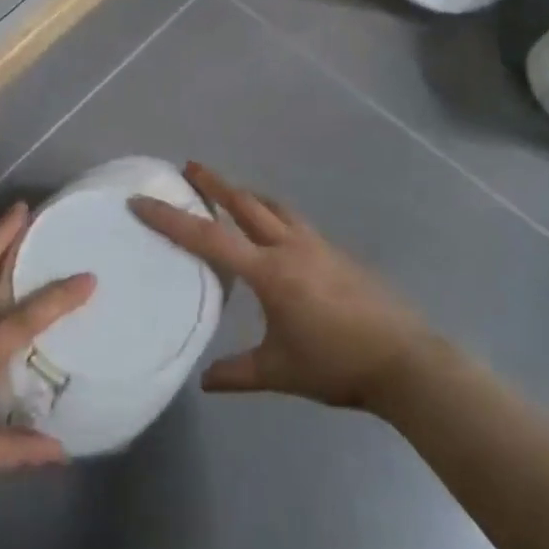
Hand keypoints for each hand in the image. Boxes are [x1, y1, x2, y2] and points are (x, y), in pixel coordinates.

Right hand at [131, 163, 432, 414]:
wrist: (406, 361)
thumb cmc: (337, 365)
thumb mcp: (280, 372)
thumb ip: (238, 373)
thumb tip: (204, 382)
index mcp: (269, 272)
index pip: (209, 238)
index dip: (171, 219)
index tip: (142, 202)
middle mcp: (290, 247)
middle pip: (244, 203)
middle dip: (214, 183)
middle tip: (189, 167)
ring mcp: (317, 246)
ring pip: (274, 207)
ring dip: (248, 195)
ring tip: (231, 193)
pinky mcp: (337, 253)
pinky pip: (295, 223)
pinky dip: (274, 215)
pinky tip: (276, 233)